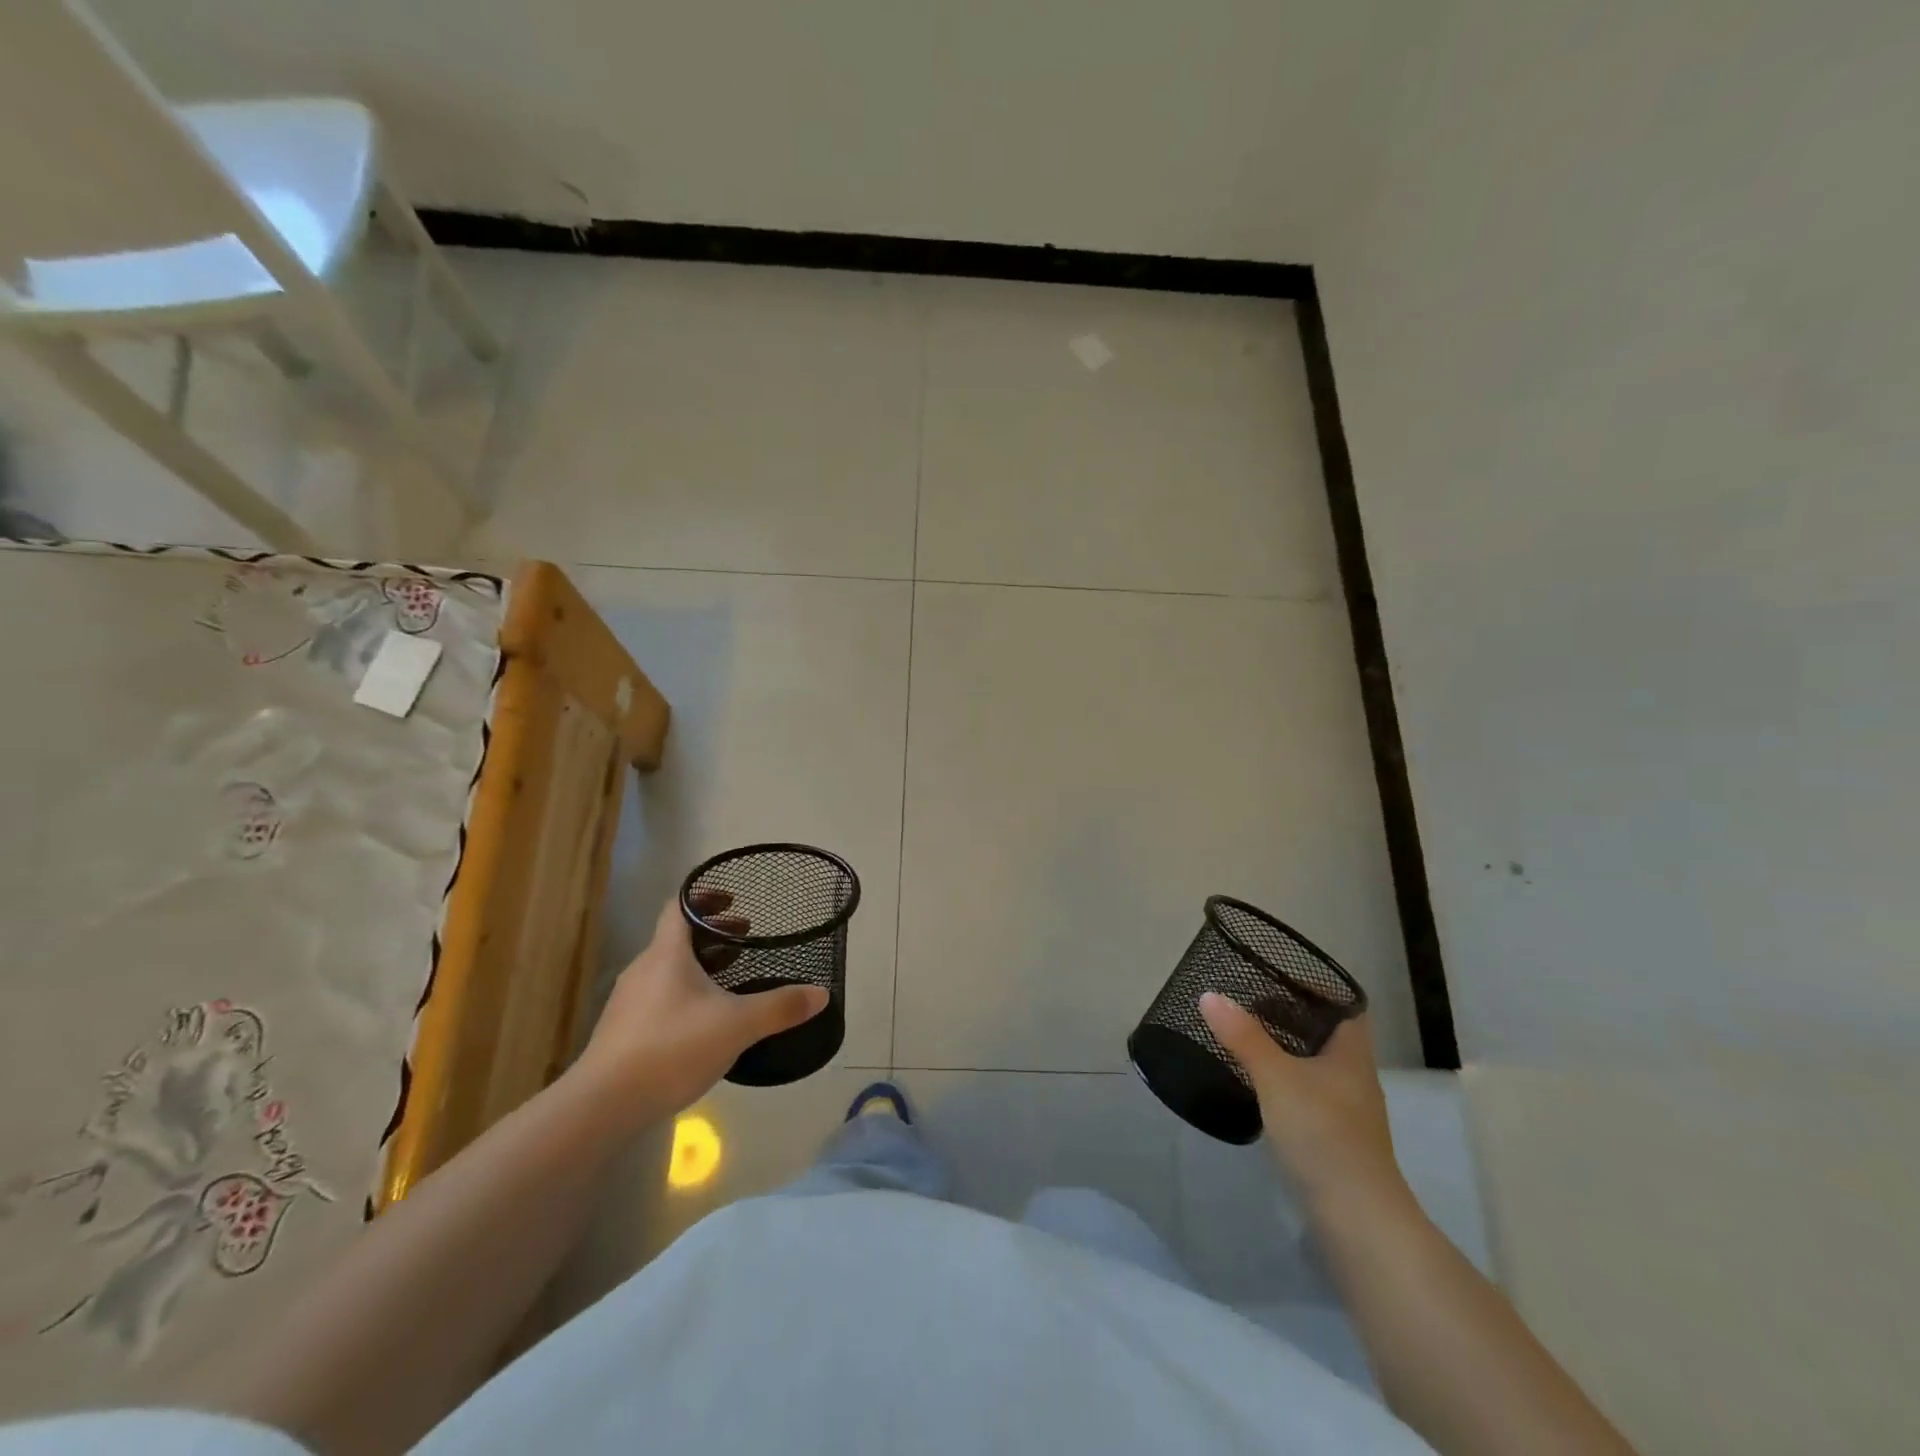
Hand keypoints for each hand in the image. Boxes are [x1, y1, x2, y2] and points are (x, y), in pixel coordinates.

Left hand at [573, 895, 827, 1128]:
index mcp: (666, 954)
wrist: (602, 1105)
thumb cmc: (671, 1049)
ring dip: (700, 964)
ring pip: (669, 969)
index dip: (705, 897)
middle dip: (713, 934)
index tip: (734, 900)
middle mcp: (644, 969)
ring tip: (732, 978)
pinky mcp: (624, 1032)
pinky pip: (660, 997)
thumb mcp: (737, 1026)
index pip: (680, 906)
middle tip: (746, 937)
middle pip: (678, 937)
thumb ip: (780, 1007)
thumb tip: (822, 994)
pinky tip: (705, 1021)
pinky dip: (686, 993)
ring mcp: (630, 1002)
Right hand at [1199, 996, 1407, 1212]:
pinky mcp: (1331, 1138)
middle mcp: (1353, 1077)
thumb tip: (1210, 995)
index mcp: (1351, 1054)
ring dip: (1283, 1049)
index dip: (1316, 987)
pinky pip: (1305, 1092)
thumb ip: (1243, 1036)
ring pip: (1313, 1064)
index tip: (1276, 977)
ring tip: (1243, 1037)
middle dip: (1289, 1017)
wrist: (1357, 1219)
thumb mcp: (1276, 1078)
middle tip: (1247, 1003)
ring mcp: (1344, 1111)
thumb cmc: (1323, 1134)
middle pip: (1325, 1034)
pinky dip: (1281, 1079)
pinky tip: (1254, 1084)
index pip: (1343, 1006)